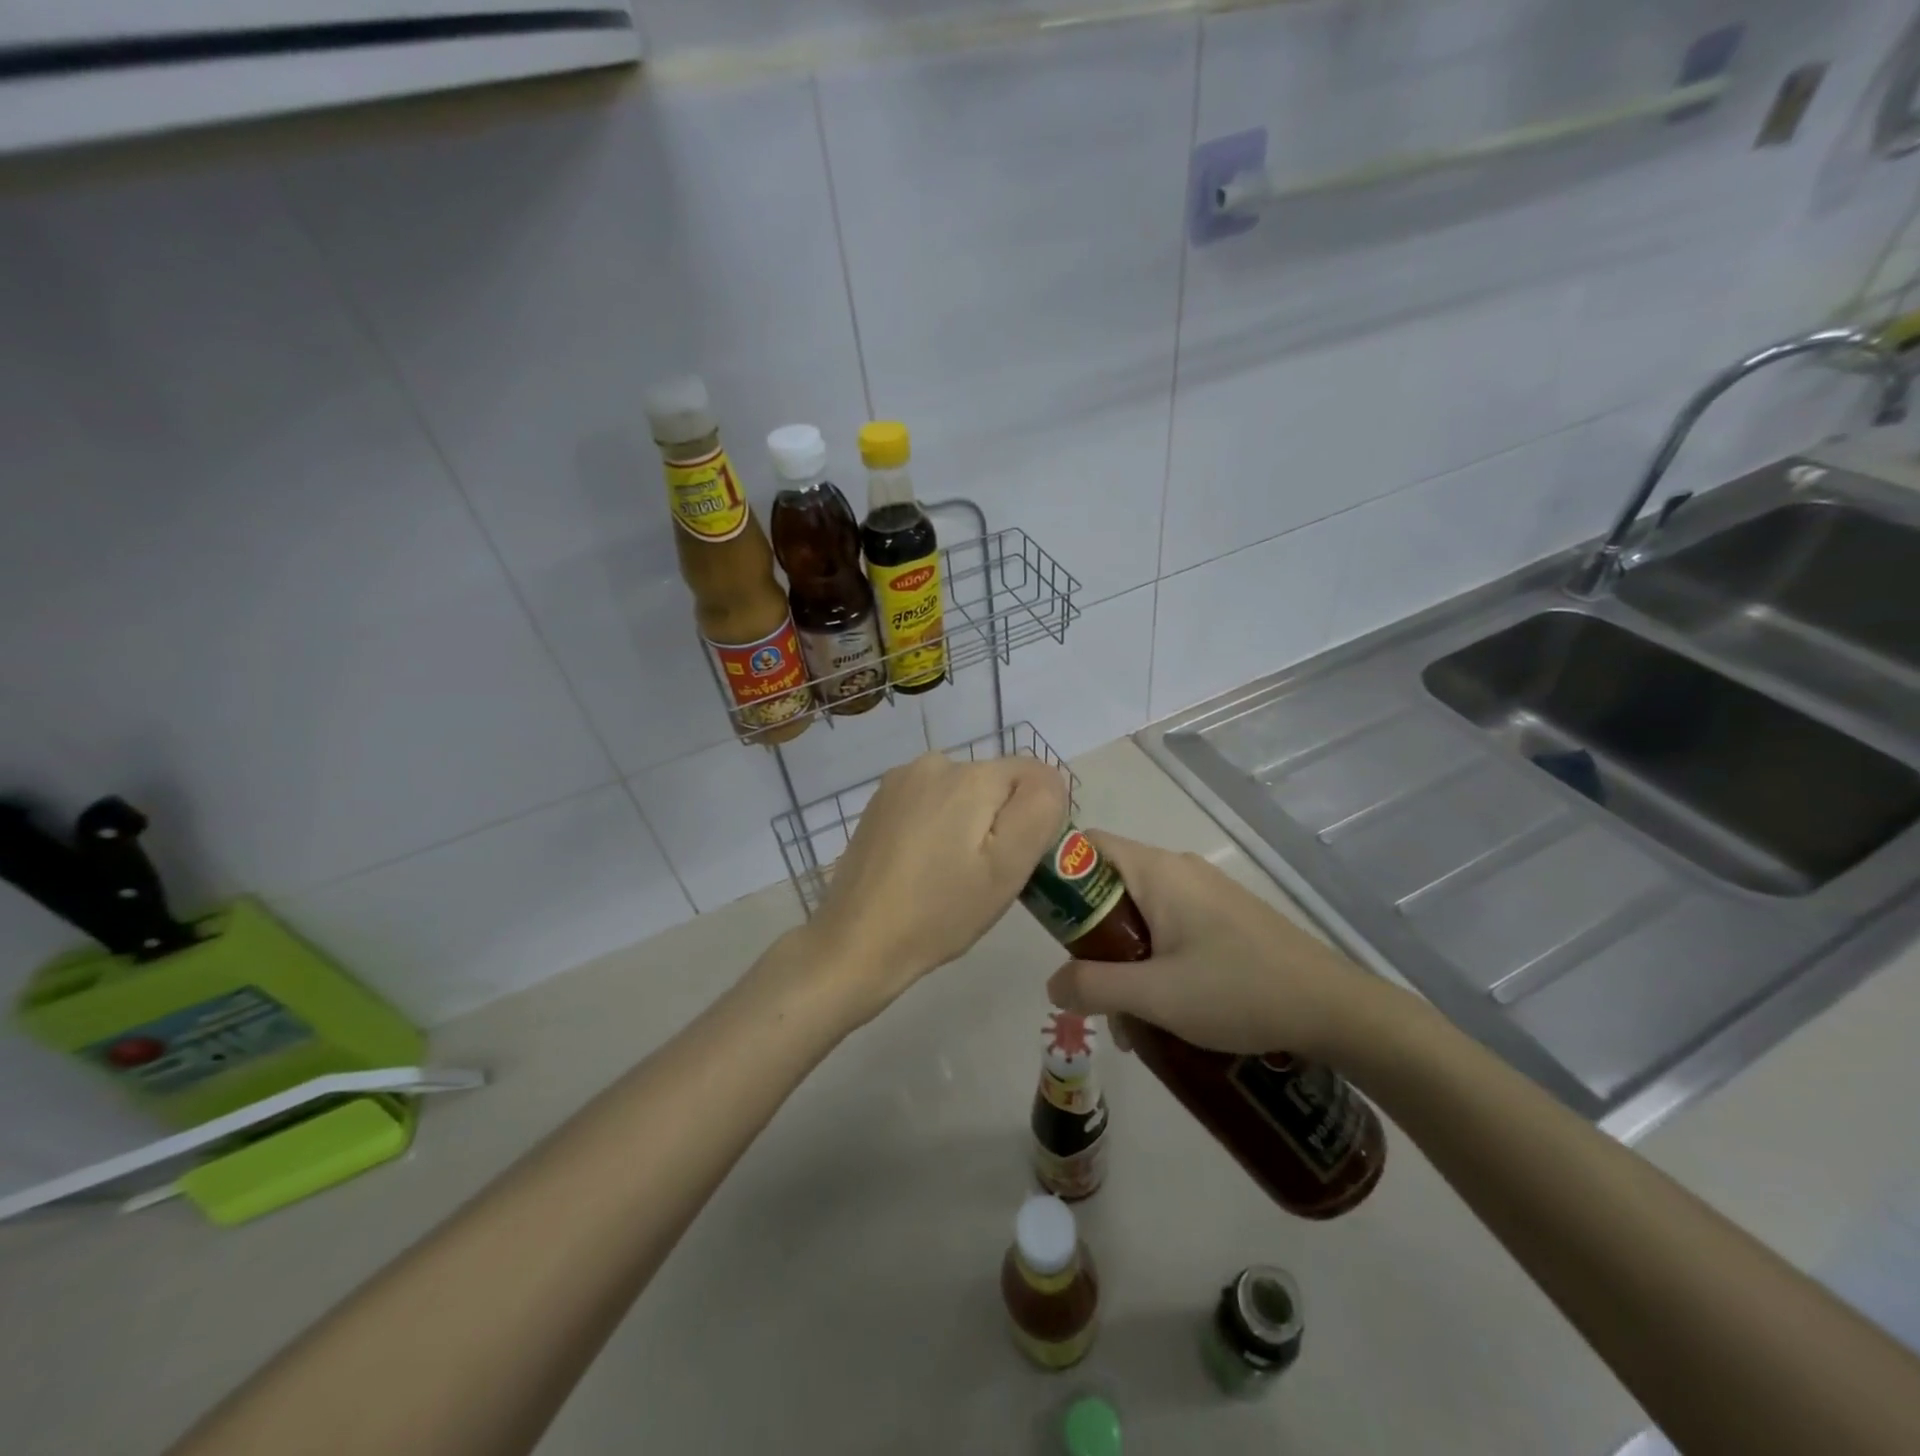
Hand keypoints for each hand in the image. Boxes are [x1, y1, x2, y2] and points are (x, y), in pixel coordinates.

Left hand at [801, 752, 1066, 1024]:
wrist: (856, 942)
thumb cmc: (940, 911)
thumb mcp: (1007, 867)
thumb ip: (1039, 810)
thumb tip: (1047, 781)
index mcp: (970, 774)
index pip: (1035, 776)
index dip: (1036, 820)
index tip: (1014, 862)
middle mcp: (934, 762)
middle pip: (996, 784)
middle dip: (1000, 823)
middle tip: (981, 876)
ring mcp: (899, 781)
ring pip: (963, 795)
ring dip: (968, 826)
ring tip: (949, 875)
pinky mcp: (879, 802)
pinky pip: (931, 804)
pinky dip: (937, 828)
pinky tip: (921, 867)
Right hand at [1044, 832, 1384, 1061]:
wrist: (1335, 1010)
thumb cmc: (1239, 990)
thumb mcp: (1156, 996)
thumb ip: (1094, 987)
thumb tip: (1052, 983)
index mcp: (1158, 871)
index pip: (1087, 846)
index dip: (1058, 875)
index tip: (1046, 925)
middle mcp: (1178, 870)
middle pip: (1110, 885)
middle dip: (1091, 937)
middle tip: (1089, 987)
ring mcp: (1205, 893)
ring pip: (1139, 914)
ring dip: (1123, 959)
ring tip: (1131, 1018)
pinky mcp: (1223, 918)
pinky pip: (1169, 927)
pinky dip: (1153, 961)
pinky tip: (1166, 1011)